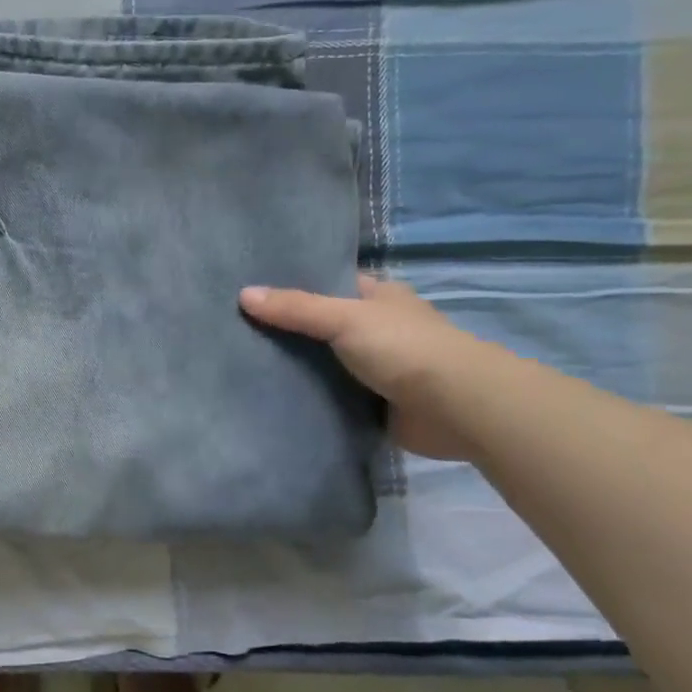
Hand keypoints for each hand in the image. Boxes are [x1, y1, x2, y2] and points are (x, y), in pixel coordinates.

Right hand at [239, 277, 490, 460]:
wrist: (456, 408)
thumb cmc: (404, 348)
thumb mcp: (344, 318)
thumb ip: (295, 308)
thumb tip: (243, 294)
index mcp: (378, 297)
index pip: (329, 283)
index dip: (293, 284)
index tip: (250, 289)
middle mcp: (377, 329)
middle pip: (321, 325)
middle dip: (286, 329)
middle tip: (234, 329)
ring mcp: (376, 368)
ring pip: (324, 363)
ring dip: (295, 368)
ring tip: (241, 363)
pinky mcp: (373, 404)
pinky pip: (331, 398)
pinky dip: (308, 399)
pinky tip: (271, 397)